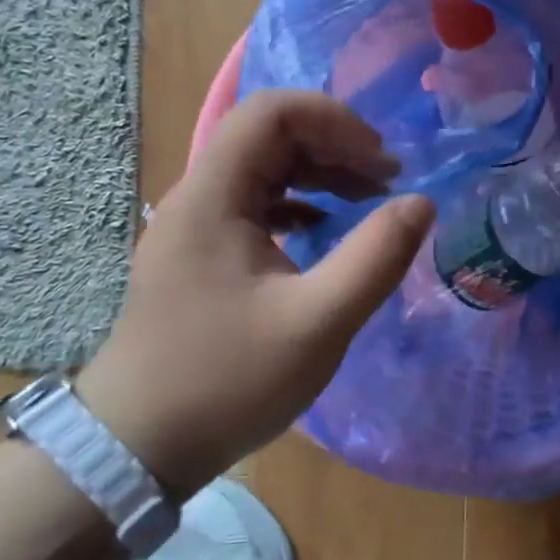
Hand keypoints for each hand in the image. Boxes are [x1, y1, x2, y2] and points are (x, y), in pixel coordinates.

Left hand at [77, 90, 434, 493]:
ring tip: (370, 200)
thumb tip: (422, 203)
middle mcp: (199, 198)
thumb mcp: (318, 322)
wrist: (137, 448)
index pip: (271, 112)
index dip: (335, 121)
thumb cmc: (226, 382)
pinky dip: (302, 204)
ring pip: (264, 168)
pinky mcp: (203, 255)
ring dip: (322, 173)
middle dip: (336, 146)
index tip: (381, 163)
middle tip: (387, 182)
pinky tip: (327, 230)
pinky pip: (257, 204)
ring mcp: (197, 227)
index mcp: (213, 198)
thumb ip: (376, 257)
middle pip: (269, 135)